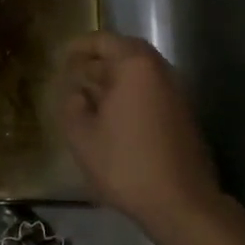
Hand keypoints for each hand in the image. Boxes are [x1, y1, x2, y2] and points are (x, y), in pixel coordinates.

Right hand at [57, 33, 224, 234]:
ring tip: (89, 97)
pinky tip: (113, 119)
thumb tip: (77, 93)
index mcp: (135, 66)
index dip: (79, 46)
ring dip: (114, 79)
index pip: (104, 41)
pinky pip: (151, 92)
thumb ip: (72, 106)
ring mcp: (176, 94)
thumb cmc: (126, 164)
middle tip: (74, 75)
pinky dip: (130, 95)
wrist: (181, 203)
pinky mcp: (183, 116)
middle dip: (98, 61)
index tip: (61, 58)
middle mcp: (160, 71)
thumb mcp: (82, 136)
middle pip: (125, 53)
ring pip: (140, 74)